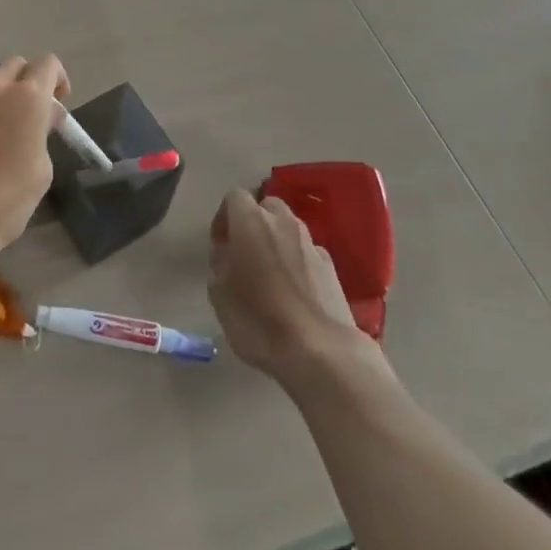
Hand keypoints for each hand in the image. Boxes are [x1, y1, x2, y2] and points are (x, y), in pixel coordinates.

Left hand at [0, 55, 67, 289]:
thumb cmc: (3, 203)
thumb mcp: (40, 171)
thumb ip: (43, 133)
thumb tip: (42, 117)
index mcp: (26, 97)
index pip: (48, 64)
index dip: (57, 78)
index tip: (58, 101)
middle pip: (16, 65)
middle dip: (28, 82)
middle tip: (31, 113)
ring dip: (0, 91)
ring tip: (1, 124)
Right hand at [208, 189, 372, 386]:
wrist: (320, 352)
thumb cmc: (259, 319)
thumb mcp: (219, 294)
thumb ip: (219, 264)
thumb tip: (227, 255)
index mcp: (251, 220)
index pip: (234, 197)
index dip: (224, 218)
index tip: (220, 245)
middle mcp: (282, 221)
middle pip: (266, 207)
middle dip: (255, 224)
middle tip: (246, 255)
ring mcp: (311, 243)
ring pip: (289, 230)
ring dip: (278, 243)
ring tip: (271, 277)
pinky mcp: (331, 268)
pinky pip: (308, 254)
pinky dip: (299, 264)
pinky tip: (296, 294)